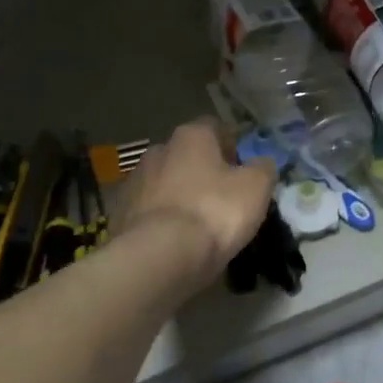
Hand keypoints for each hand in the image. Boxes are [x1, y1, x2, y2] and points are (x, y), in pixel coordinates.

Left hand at [112, 120, 277, 279]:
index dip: (232, 144)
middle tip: (224, 196)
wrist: (158, 255)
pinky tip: (175, 239)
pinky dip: (162, 219)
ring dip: (180, 194)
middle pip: (187, 154)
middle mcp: (158, 150)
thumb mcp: (255, 188)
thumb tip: (262, 162)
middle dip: (204, 170)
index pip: (215, 127)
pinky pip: (149, 210)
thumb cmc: (214, 212)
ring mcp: (135, 181)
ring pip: (166, 182)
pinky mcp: (120, 213)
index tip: (243, 167)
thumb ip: (263, 168)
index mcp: (191, 136)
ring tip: (199, 222)